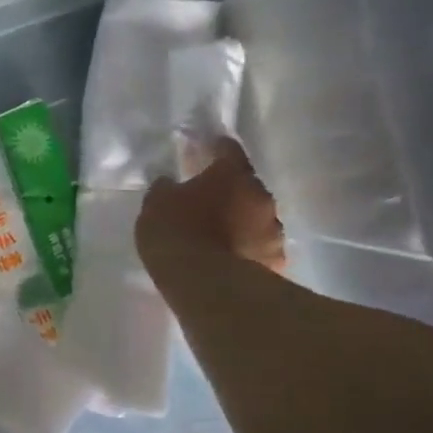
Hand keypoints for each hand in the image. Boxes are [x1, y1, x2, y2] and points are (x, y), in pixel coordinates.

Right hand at [136, 137, 285, 274]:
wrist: (205, 283)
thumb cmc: (176, 232)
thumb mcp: (155, 203)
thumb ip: (166, 188)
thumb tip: (171, 184)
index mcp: (231, 174)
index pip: (228, 150)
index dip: (216, 149)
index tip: (206, 151)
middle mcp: (260, 195)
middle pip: (246, 186)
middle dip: (230, 192)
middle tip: (208, 203)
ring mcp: (273, 229)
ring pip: (257, 218)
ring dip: (243, 222)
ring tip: (221, 237)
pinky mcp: (277, 260)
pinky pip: (261, 248)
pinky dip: (249, 250)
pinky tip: (232, 260)